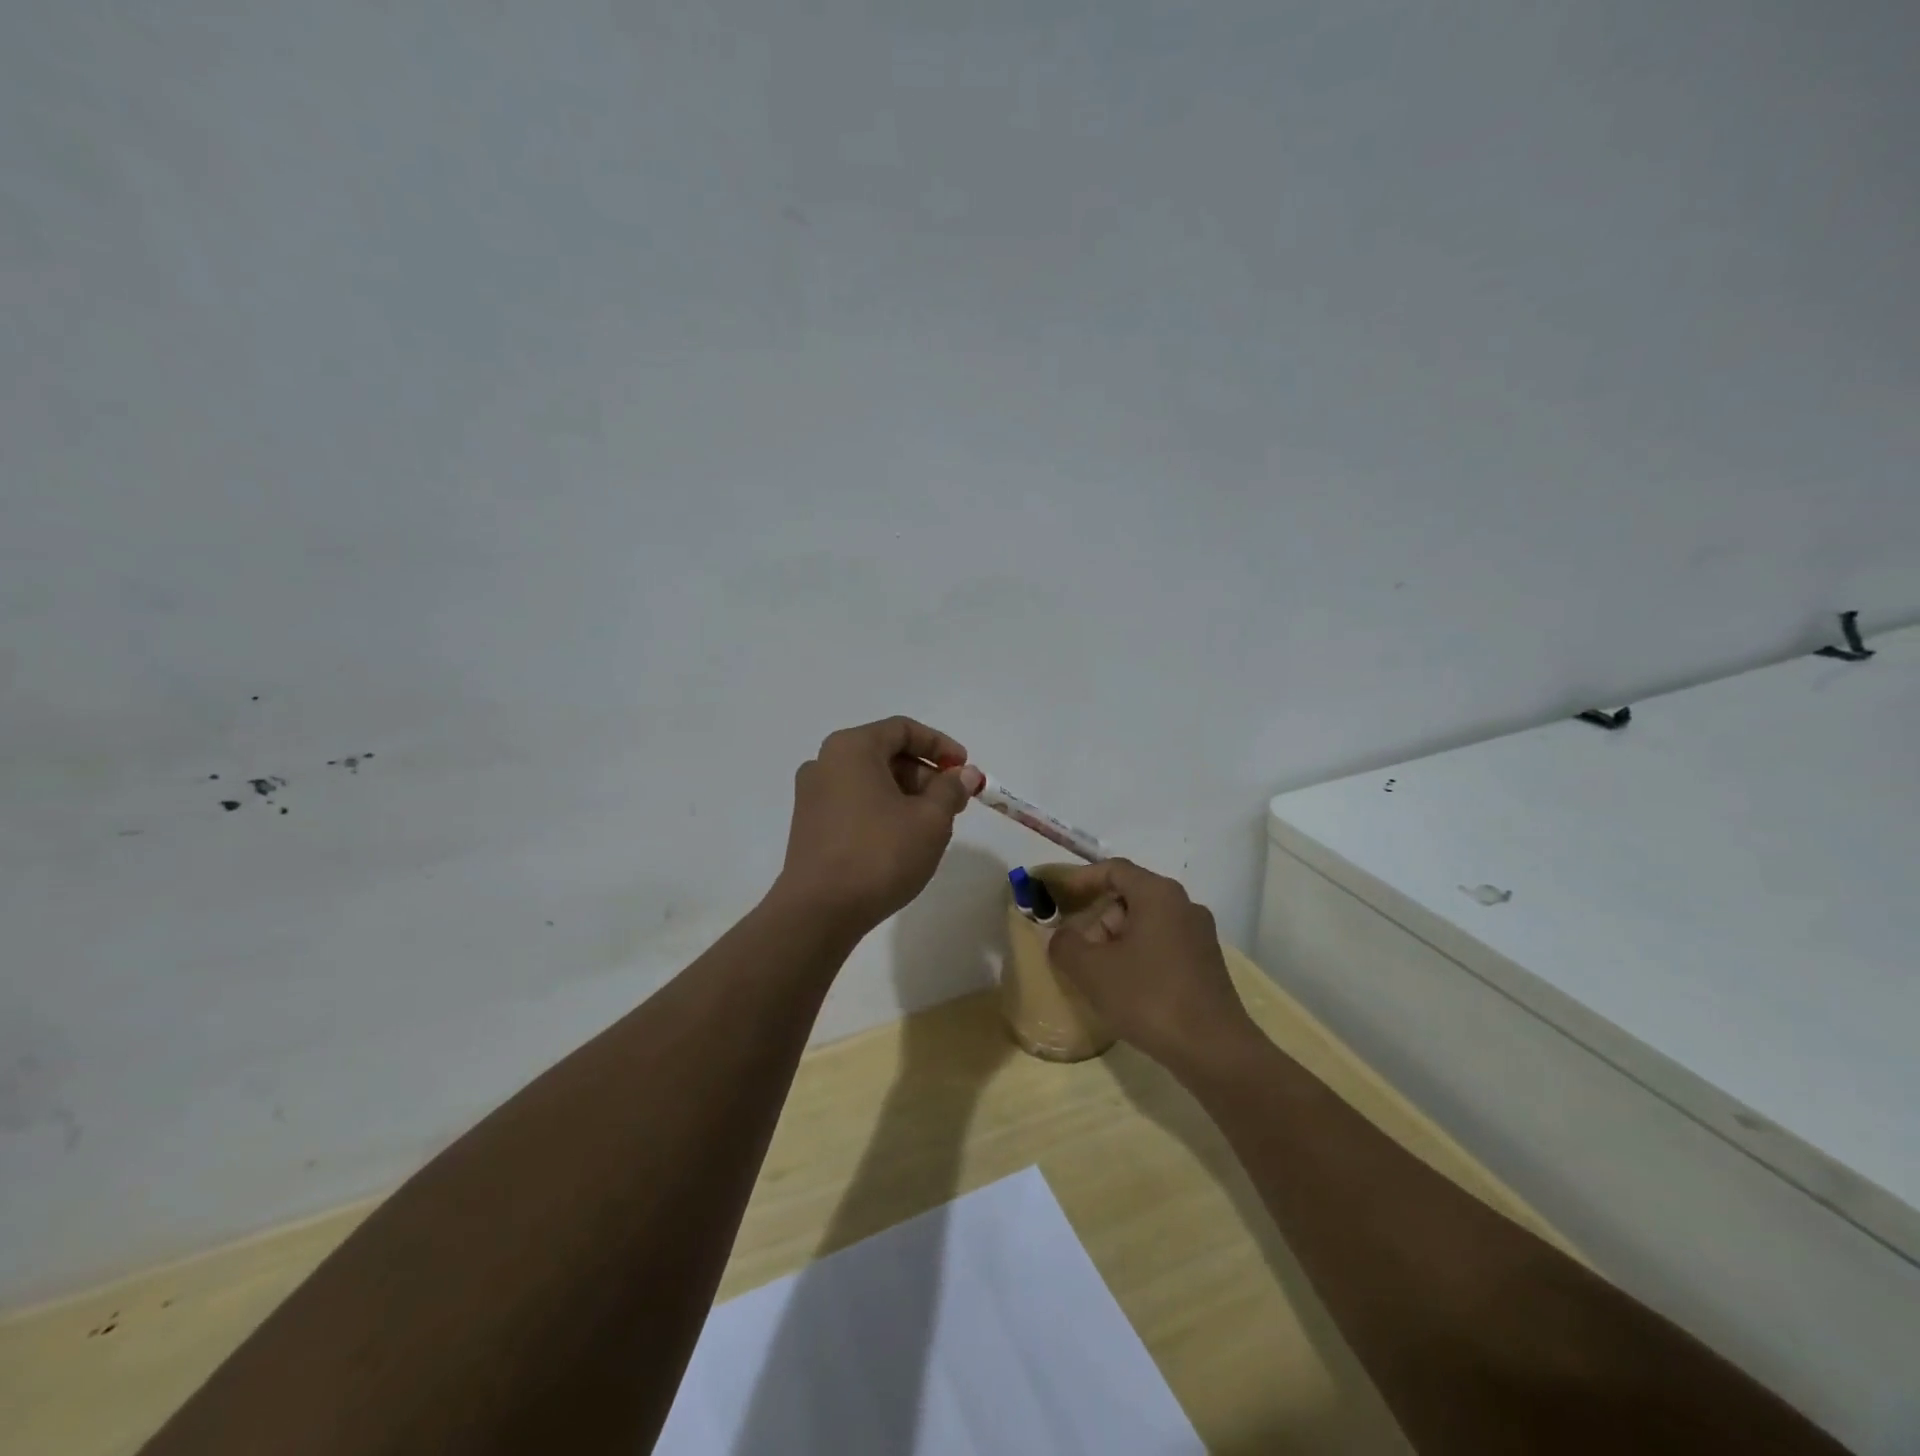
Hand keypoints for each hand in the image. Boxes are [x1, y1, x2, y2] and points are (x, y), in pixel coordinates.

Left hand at [773, 716, 984, 934]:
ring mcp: (812, 795)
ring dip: (906, 794)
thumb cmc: (879, 854)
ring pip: (870, 781)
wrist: (818, 911)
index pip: (903, 729)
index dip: (940, 745)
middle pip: (885, 753)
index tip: (964, 770)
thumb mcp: (930, 820)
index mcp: (852, 748)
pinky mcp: (809, 825)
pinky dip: (882, 810)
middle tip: (954, 802)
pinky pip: (854, 803)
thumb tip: (964, 774)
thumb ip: (950, 790)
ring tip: (932, 825)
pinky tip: (901, 840)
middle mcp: (825, 762)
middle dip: (925, 774)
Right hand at [1046, 859, 1258, 1074]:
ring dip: (1117, 940)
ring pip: (1146, 923)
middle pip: (1130, 897)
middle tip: (1077, 947)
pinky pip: (1163, 944)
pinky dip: (1138, 955)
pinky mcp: (1207, 963)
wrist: (1214, 1050)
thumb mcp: (1092, 971)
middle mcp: (1184, 905)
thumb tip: (1061, 936)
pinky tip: (1126, 988)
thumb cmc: (1149, 997)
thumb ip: (1065, 945)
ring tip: (1097, 973)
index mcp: (1158, 894)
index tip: (1058, 895)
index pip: (1114, 869)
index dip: (1081, 879)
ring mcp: (1200, 935)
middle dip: (1098, 918)